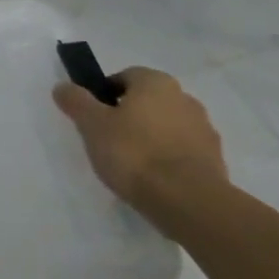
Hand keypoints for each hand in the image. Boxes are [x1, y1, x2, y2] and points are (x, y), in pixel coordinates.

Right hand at [53, 67, 228, 237]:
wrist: (188, 201)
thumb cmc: (134, 153)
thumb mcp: (92, 125)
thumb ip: (76, 102)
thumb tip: (63, 86)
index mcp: (155, 82)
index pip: (124, 77)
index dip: (105, 95)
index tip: (94, 119)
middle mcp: (184, 97)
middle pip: (147, 101)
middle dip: (129, 116)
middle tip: (109, 141)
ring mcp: (204, 129)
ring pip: (167, 126)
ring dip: (151, 138)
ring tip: (132, 166)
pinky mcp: (215, 159)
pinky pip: (183, 151)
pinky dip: (169, 159)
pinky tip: (154, 179)